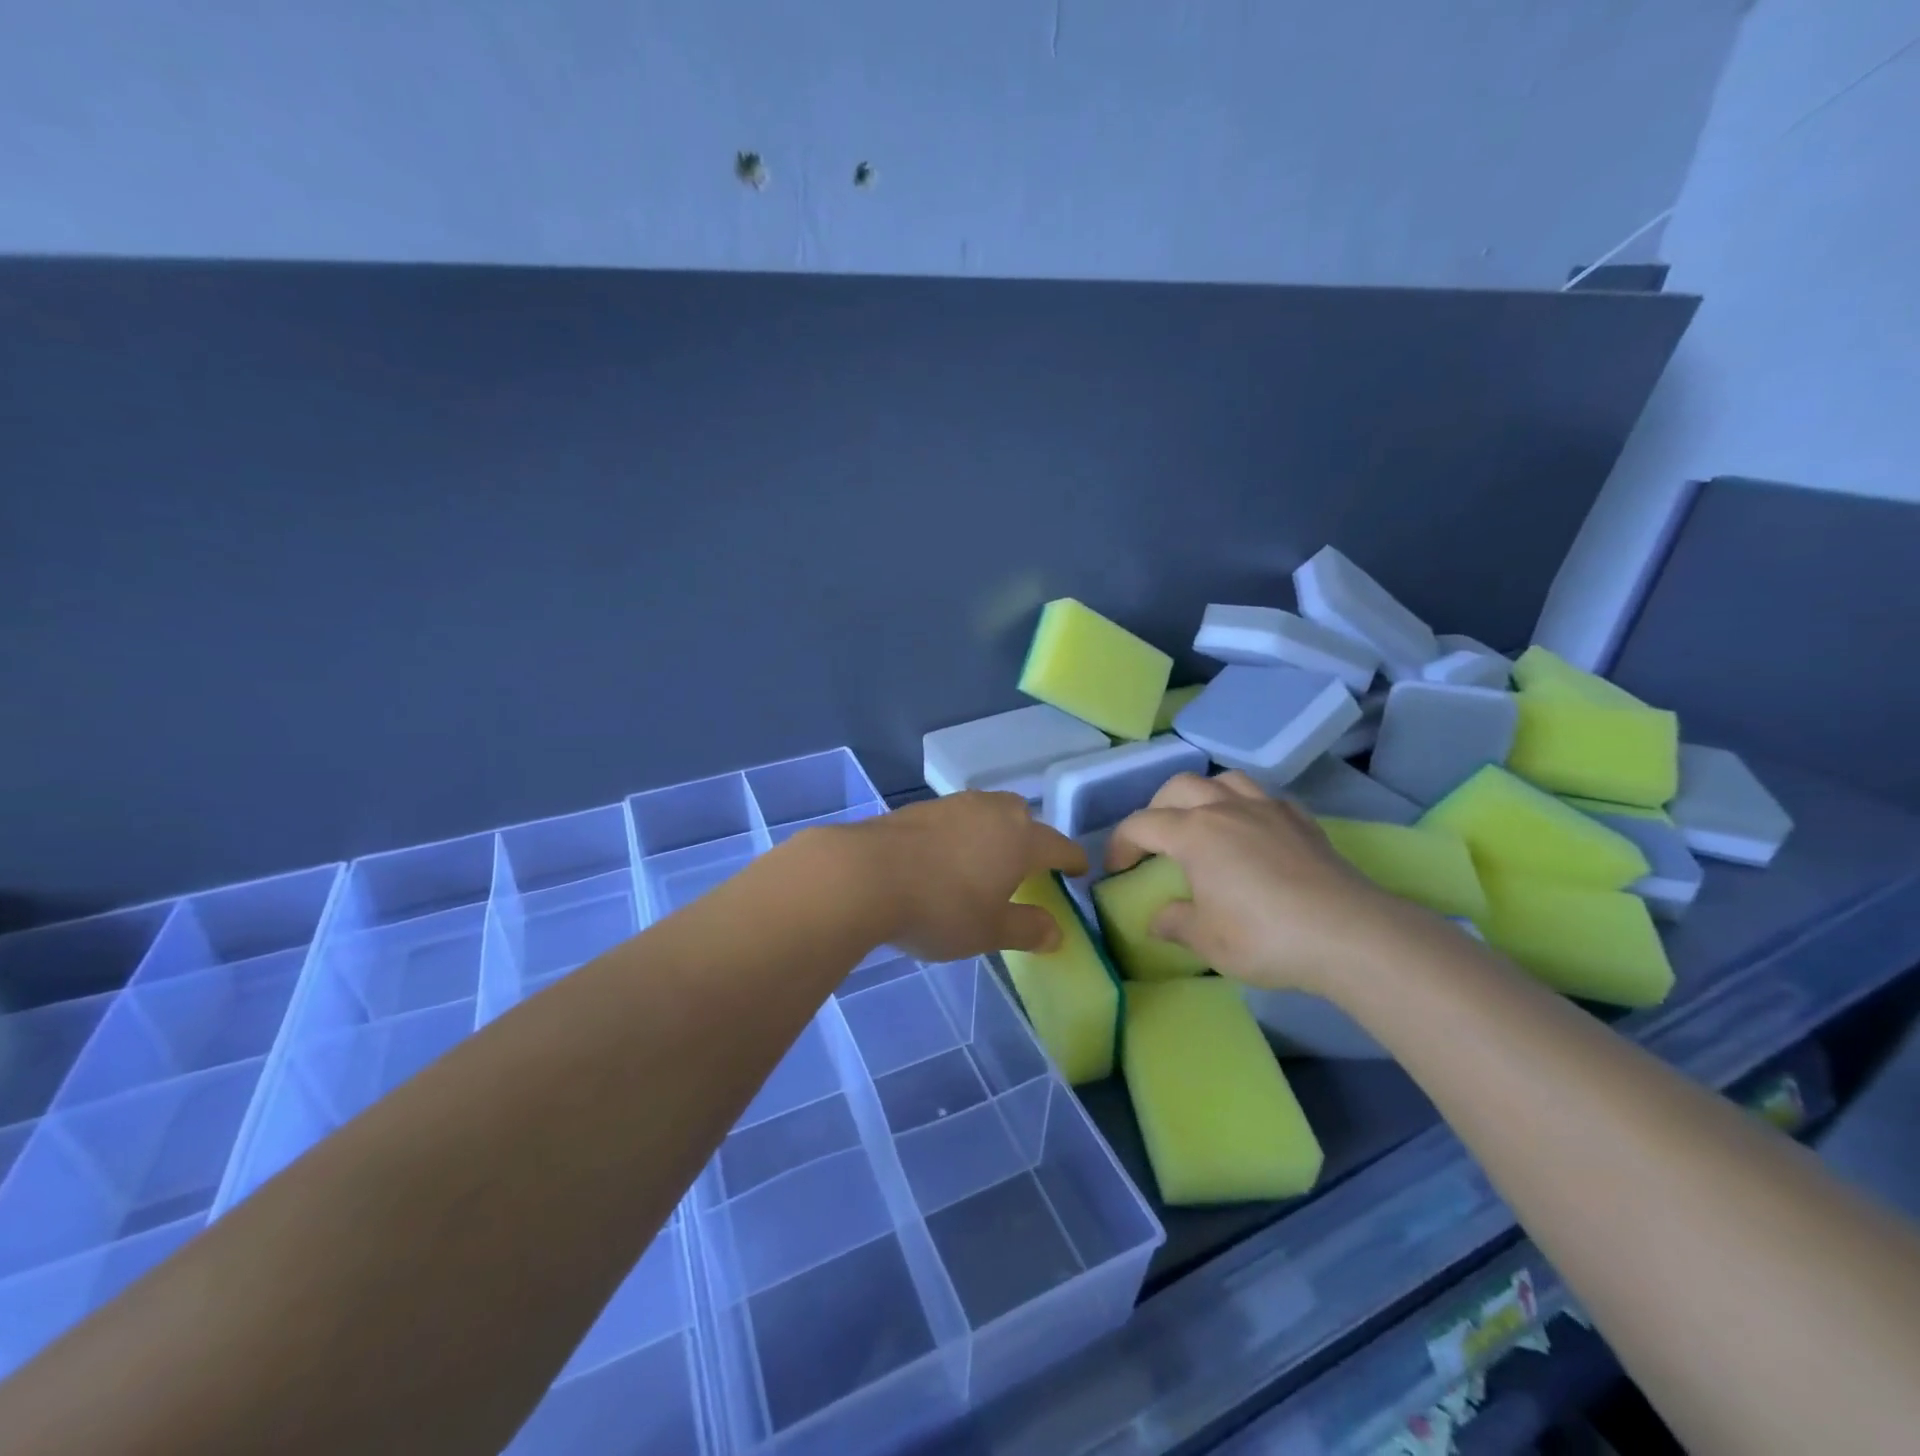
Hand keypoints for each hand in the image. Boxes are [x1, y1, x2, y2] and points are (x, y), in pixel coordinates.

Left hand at [845, 792, 1087, 960]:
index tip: (1079, 869)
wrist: (865, 875)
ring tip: (983, 858)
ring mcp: (953, 805)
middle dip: (1030, 836)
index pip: (1058, 846)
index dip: (1072, 859)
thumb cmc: (941, 908)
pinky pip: (954, 817)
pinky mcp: (918, 808)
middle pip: (1022, 816)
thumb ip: (1026, 929)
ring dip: (992, 830)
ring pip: (986, 811)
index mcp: (1020, 839)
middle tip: (1025, 864)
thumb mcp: (989, 931)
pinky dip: (959, 833)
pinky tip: (943, 856)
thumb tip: (1057, 931)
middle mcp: (991, 812)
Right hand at [1106, 772, 1416, 994]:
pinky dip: (1246, 806)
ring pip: (1223, 780)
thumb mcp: (1207, 940)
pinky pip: (1264, 797)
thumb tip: (1158, 919)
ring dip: (1202, 795)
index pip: (1141, 825)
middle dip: (1157, 808)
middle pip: (1178, 787)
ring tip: (1202, 823)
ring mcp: (1267, 809)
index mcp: (1194, 833)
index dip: (1120, 844)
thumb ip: (1175, 924)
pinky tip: (1252, 831)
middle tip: (1156, 841)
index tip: (1115, 869)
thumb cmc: (1264, 936)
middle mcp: (1225, 809)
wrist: (1348, 934)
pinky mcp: (1301, 820)